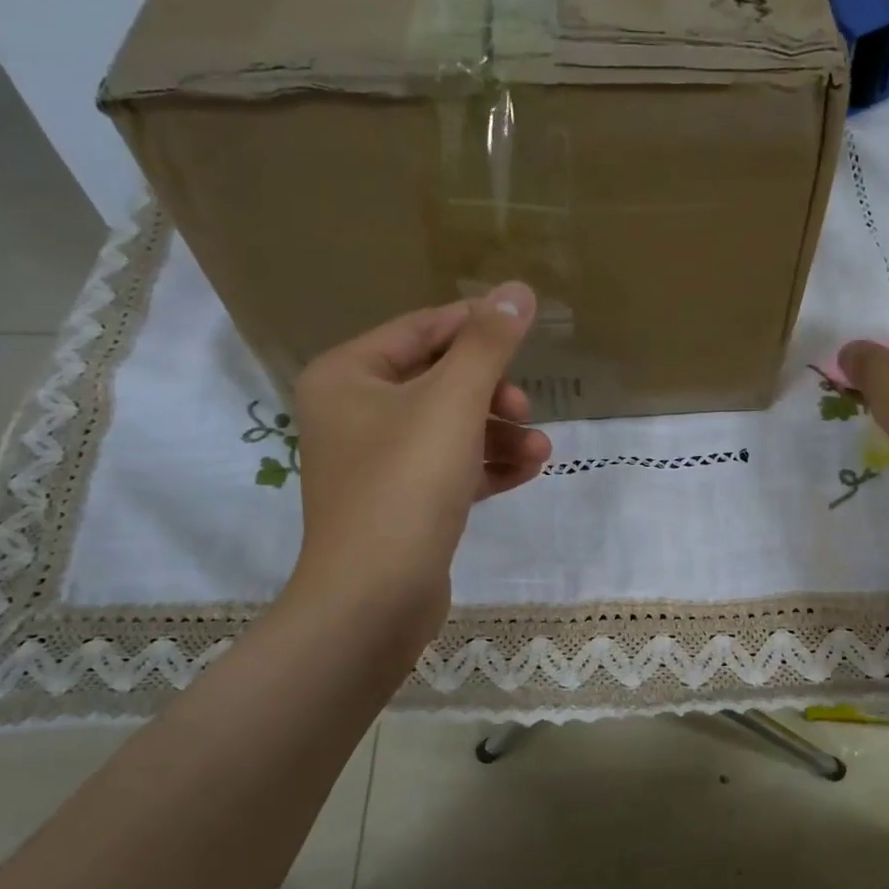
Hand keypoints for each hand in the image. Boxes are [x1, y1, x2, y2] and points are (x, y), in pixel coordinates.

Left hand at [284, 283, 551, 655]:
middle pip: (438, 380)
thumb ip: (487, 345)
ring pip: (450, 428)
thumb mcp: (453, 403)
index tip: (526, 331)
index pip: (421, 330)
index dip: (476, 327)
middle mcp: (354, 413)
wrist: (375, 598)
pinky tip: (529, 470)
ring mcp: (377, 462)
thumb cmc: (406, 485)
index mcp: (347, 376)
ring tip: (540, 448)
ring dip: (498, 433)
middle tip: (524, 409)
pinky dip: (487, 466)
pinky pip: (451, 469)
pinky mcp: (402, 504)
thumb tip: (517, 289)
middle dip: (491, 392)